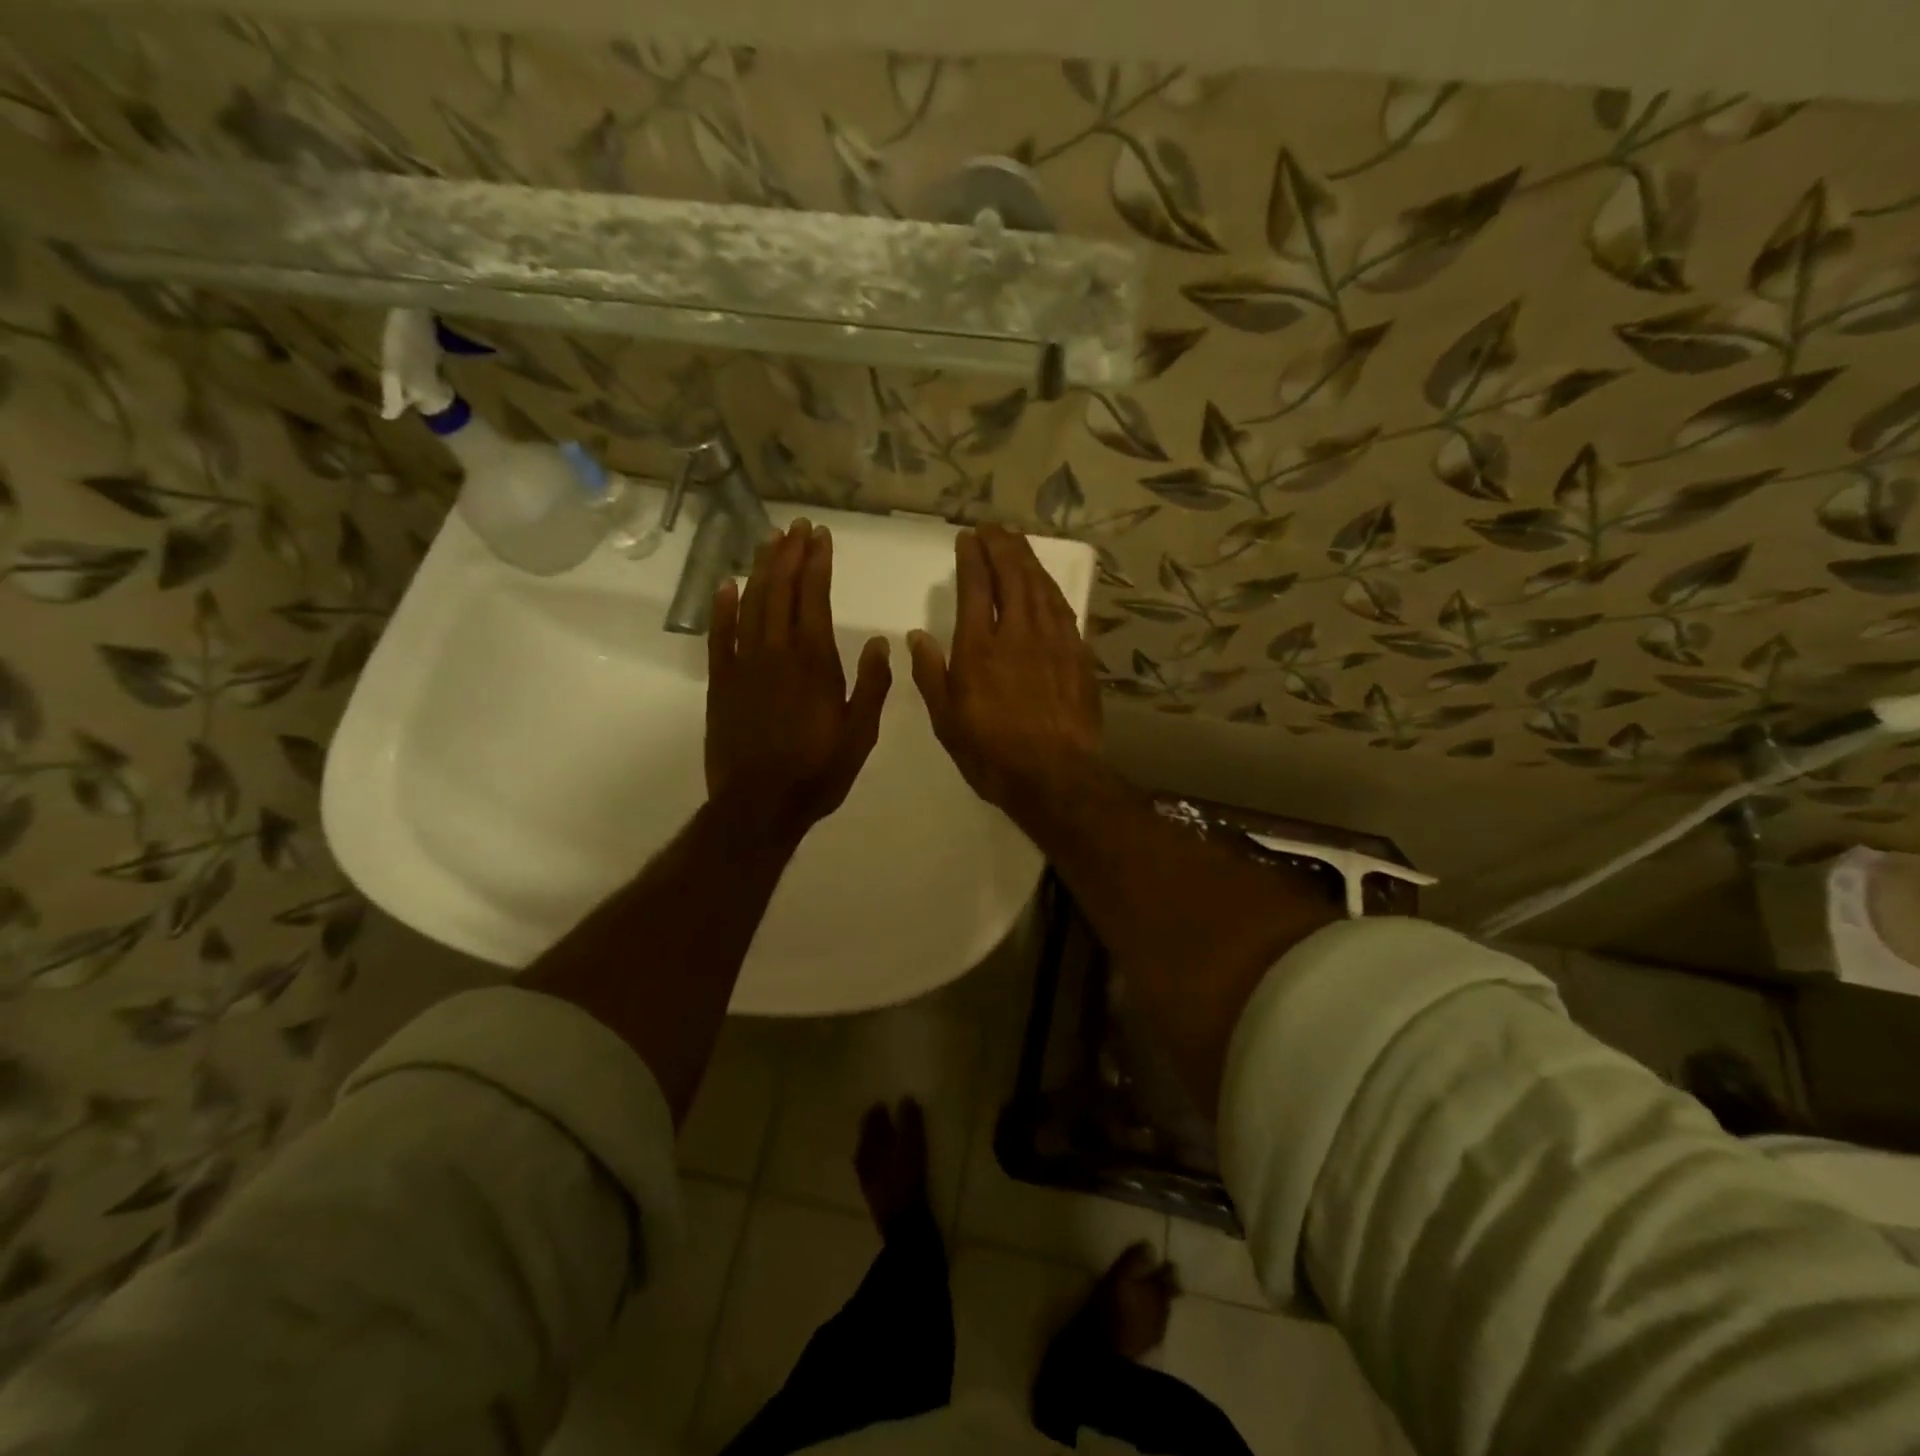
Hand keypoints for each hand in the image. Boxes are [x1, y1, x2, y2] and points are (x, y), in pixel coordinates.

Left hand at [707, 519, 890, 841]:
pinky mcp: (721, 683)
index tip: (820, 536)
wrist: (760, 806)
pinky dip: (722, 608)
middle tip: (796, 527)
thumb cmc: (818, 773)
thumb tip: (878, 643)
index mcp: (815, 663)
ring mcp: (744, 665)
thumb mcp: (861, 735)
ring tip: (769, 541)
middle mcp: (777, 653)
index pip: (814, 598)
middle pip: (780, 591)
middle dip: (789, 554)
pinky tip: (726, 584)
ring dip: (760, 570)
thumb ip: (872, 686)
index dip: (816, 563)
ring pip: (751, 604)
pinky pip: (719, 636)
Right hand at [907, 524, 1103, 821]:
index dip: (972, 558)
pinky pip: (1063, 609)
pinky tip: (1046, 584)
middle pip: (1012, 576)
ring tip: (1017, 542)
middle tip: (993, 529)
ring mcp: (1053, 642)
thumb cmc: (992, 754)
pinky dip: (1051, 588)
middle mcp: (1018, 634)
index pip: (976, 587)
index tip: (967, 538)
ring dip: (1028, 560)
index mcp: (979, 649)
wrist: (1056, 776)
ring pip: (1040, 587)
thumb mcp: (947, 722)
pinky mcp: (1078, 655)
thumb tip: (917, 636)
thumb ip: (931, 675)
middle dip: (1001, 547)